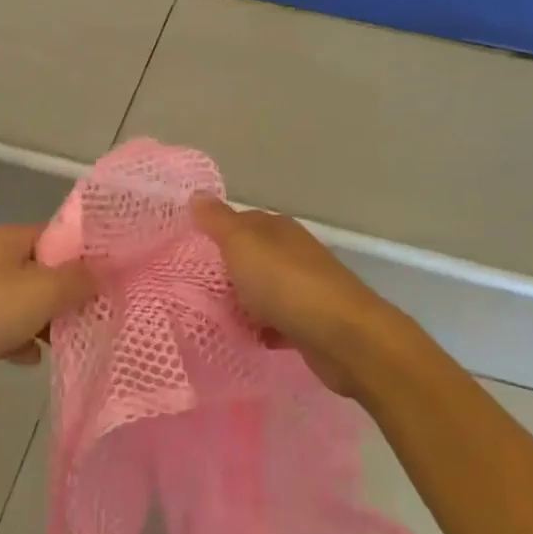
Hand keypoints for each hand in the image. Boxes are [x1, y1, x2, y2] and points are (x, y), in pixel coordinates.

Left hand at [0, 224, 93, 406]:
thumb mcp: (45, 289)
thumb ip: (80, 279)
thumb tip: (105, 271)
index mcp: (6, 240)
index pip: (54, 235)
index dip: (83, 252)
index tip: (110, 274)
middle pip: (41, 272)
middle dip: (68, 292)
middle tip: (99, 310)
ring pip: (24, 304)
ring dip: (47, 321)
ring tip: (75, 336)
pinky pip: (5, 332)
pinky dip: (21, 343)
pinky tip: (35, 358)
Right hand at [190, 195, 394, 398]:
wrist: (344, 337)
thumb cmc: (286, 284)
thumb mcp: (242, 245)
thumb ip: (218, 222)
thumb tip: (197, 194)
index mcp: (277, 229)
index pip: (241, 222)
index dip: (215, 233)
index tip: (188, 251)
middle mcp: (293, 253)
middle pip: (251, 258)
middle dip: (226, 272)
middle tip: (192, 289)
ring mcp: (305, 288)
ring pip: (263, 291)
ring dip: (243, 303)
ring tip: (213, 318)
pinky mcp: (311, 323)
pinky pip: (277, 322)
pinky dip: (262, 330)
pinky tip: (247, 339)